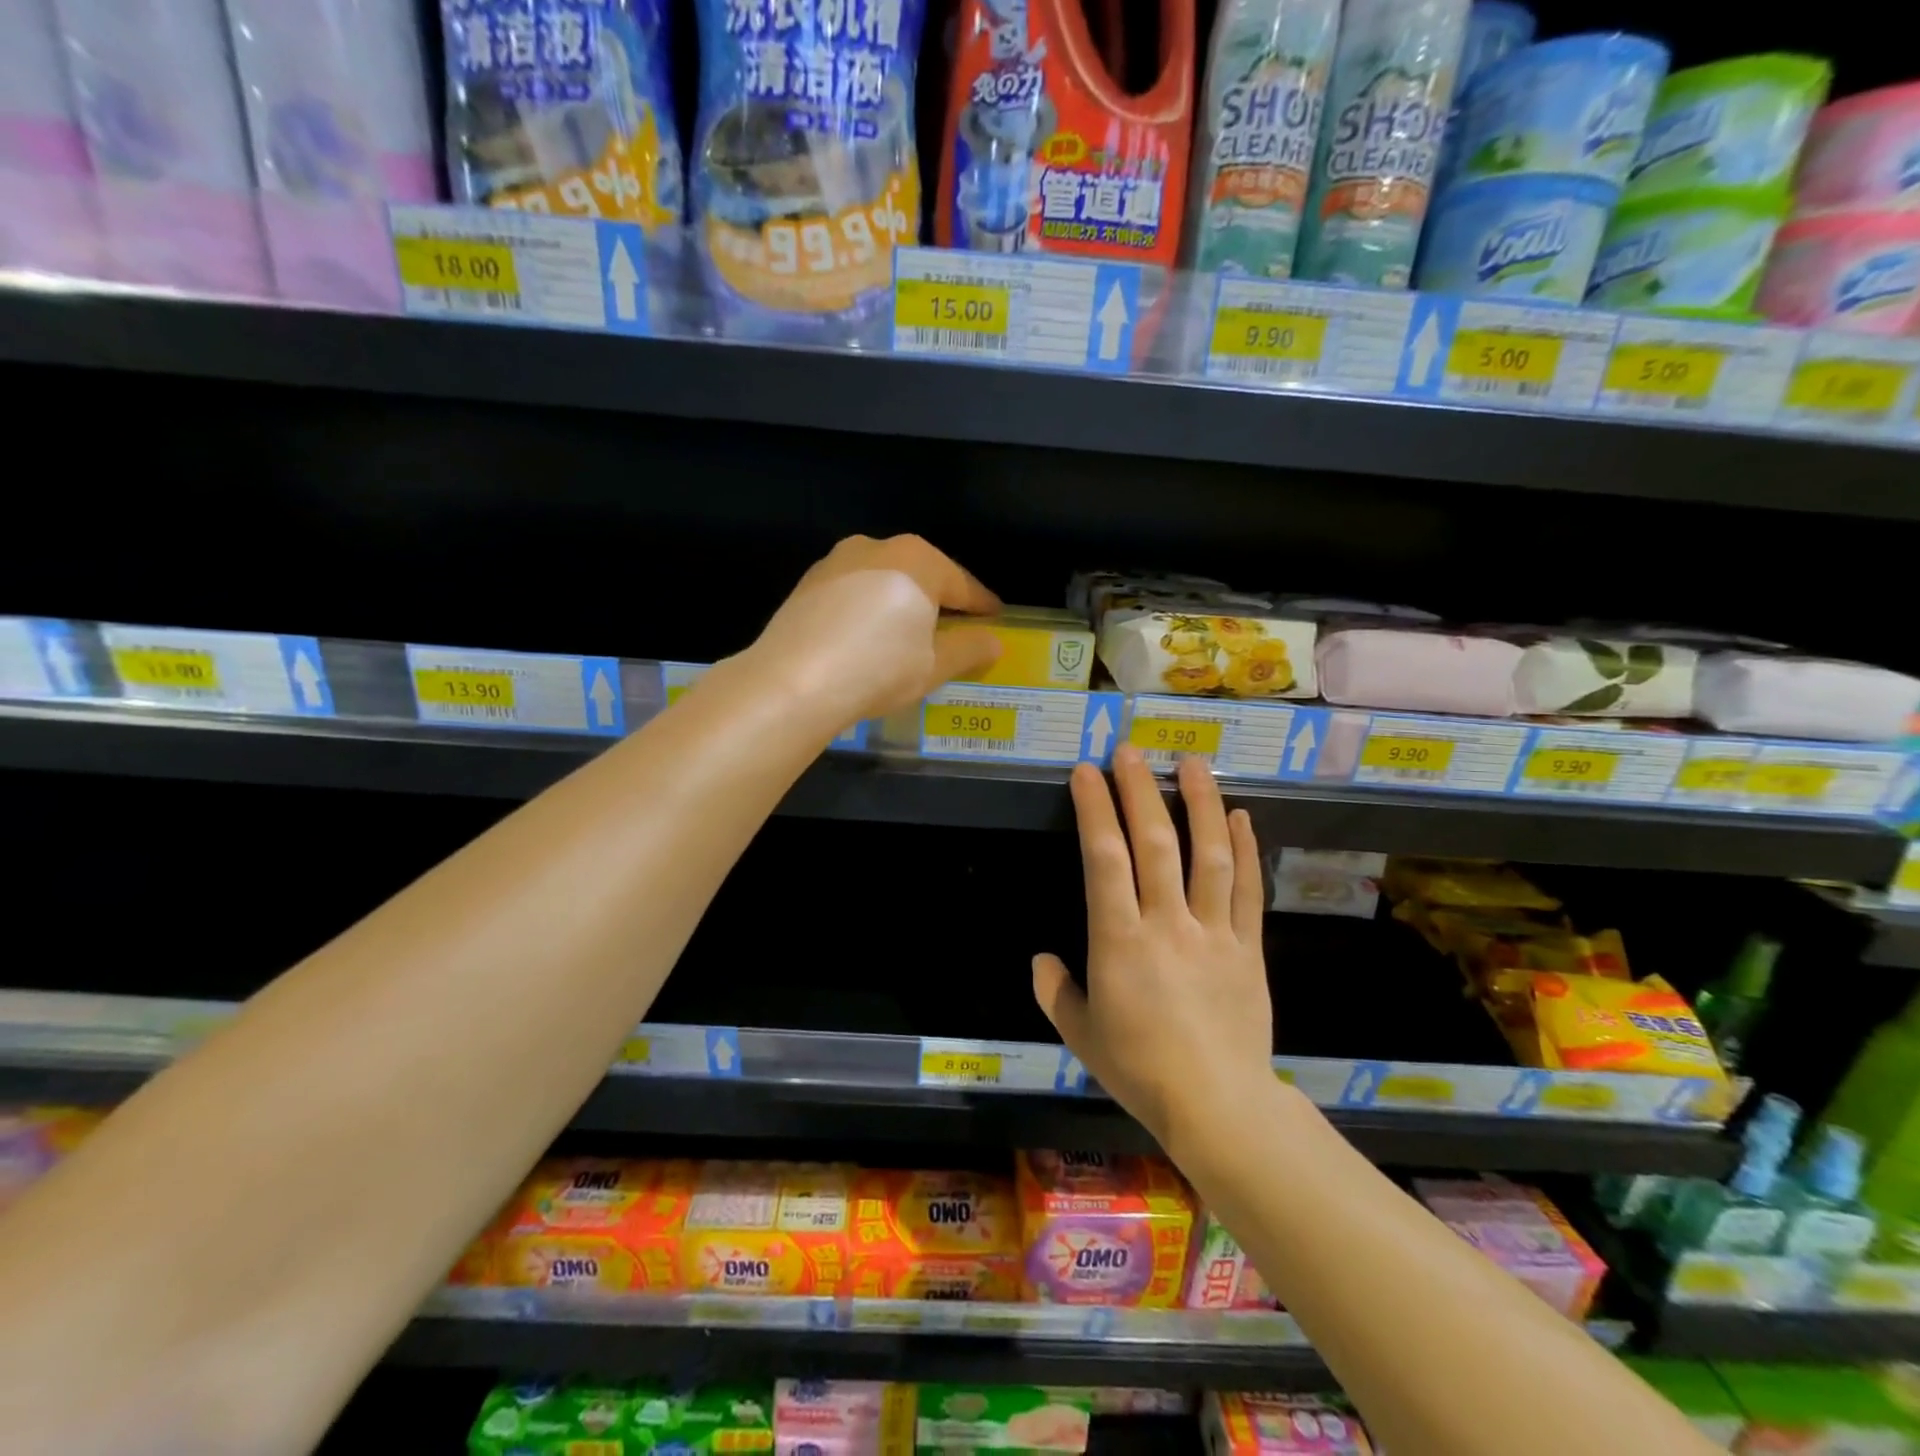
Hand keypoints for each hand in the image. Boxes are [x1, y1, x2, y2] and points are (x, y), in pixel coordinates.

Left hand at [748, 535, 1002, 732]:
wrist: (792, 681)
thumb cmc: (878, 669)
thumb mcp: (933, 666)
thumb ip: (969, 649)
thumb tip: (994, 642)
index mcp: (918, 560)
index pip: (962, 584)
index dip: (981, 605)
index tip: (995, 617)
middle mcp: (878, 547)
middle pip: (922, 574)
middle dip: (940, 599)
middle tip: (955, 626)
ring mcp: (837, 561)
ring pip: (884, 579)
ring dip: (901, 602)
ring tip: (909, 633)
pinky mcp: (808, 583)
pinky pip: (854, 592)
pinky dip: (869, 609)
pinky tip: (868, 636)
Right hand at [1033, 747, 1274, 1150]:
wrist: (1219, 1108)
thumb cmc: (1141, 1070)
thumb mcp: (1081, 1035)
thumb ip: (1055, 992)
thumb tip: (1041, 960)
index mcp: (1119, 942)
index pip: (1105, 859)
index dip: (1095, 810)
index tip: (1087, 772)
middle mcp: (1167, 924)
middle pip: (1156, 844)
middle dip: (1141, 791)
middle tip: (1131, 750)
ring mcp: (1213, 932)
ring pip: (1209, 855)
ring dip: (1202, 804)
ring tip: (1193, 762)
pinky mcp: (1249, 947)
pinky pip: (1247, 890)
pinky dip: (1246, 849)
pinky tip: (1242, 817)